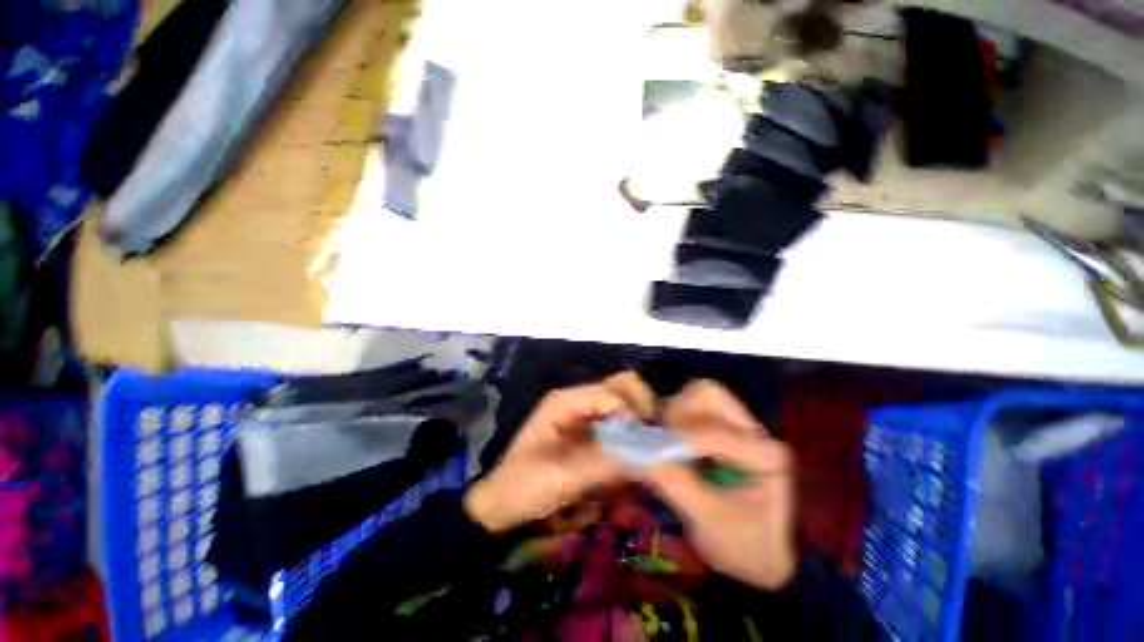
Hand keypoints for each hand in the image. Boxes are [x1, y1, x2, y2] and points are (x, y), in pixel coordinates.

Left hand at [464, 372, 656, 532]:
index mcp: (565, 401)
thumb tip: (647, 455)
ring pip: (623, 401)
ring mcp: (583, 412)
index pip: (611, 394)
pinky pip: (618, 420)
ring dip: (639, 420)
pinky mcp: (589, 429)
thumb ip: (602, 463)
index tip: (643, 446)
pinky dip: (631, 433)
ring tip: (646, 449)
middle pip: (621, 386)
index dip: (632, 416)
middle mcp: (577, 399)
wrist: (503, 501)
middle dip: (641, 408)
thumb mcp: (561, 477)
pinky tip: (634, 455)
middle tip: (651, 440)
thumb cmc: (523, 486)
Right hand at [645, 380, 796, 589]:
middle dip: (680, 412)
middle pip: (710, 396)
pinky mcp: (722, 430)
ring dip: (676, 413)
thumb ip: (675, 484)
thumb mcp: (709, 523)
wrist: (758, 558)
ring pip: (700, 396)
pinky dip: (675, 419)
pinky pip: (693, 409)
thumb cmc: (742, 547)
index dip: (680, 441)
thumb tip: (638, 454)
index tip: (652, 454)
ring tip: (666, 442)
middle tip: (663, 439)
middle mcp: (755, 432)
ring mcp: (738, 427)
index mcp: (766, 456)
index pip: (716, 434)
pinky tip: (669, 442)